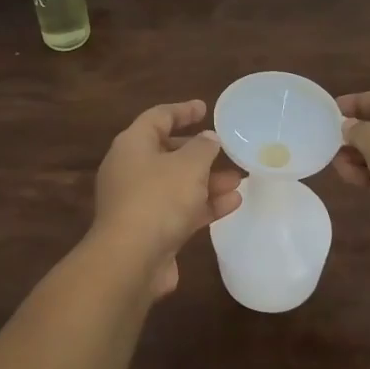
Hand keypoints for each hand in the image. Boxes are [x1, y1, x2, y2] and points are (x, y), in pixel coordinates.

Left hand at [88, 100, 243, 297]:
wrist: (130, 260)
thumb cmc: (158, 199)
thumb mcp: (188, 165)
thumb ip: (203, 148)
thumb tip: (208, 139)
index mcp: (132, 145)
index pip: (158, 117)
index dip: (182, 111)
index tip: (205, 108)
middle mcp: (131, 169)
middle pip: (167, 152)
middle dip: (200, 152)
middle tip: (226, 150)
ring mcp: (138, 201)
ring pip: (177, 183)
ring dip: (207, 181)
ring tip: (239, 179)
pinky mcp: (149, 229)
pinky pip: (179, 209)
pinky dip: (203, 204)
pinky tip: (233, 203)